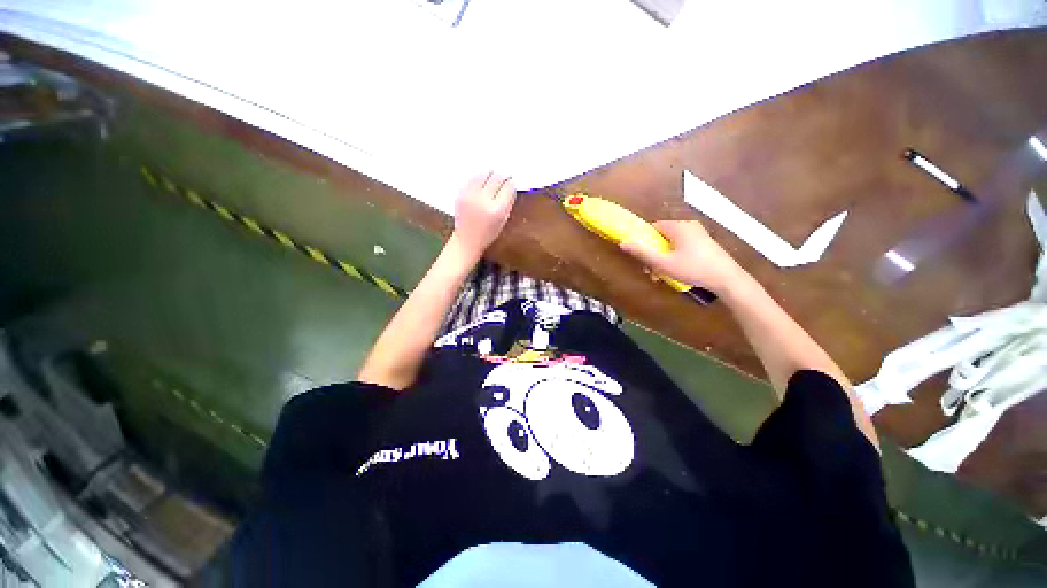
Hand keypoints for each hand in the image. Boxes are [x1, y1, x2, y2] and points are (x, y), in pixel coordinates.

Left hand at [449, 172, 515, 259]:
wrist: (467, 239)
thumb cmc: (488, 232)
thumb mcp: (504, 219)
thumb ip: (508, 201)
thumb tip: (510, 183)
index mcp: (497, 210)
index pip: (508, 187)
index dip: (511, 182)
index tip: (511, 181)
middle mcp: (483, 201)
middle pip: (497, 178)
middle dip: (502, 176)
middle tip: (504, 176)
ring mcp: (470, 196)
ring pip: (484, 174)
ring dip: (491, 174)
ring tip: (493, 177)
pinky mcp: (461, 193)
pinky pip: (473, 178)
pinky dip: (480, 177)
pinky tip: (483, 181)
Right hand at [620, 220, 745, 293]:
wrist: (727, 279)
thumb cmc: (693, 268)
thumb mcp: (663, 263)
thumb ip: (642, 253)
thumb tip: (623, 243)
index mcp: (678, 227)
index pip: (654, 227)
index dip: (645, 241)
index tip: (642, 256)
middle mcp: (689, 226)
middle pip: (662, 237)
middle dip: (654, 254)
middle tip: (651, 271)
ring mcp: (699, 235)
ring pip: (672, 244)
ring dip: (663, 259)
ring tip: (662, 276)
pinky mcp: (705, 244)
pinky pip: (683, 247)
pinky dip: (675, 258)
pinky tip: (676, 272)